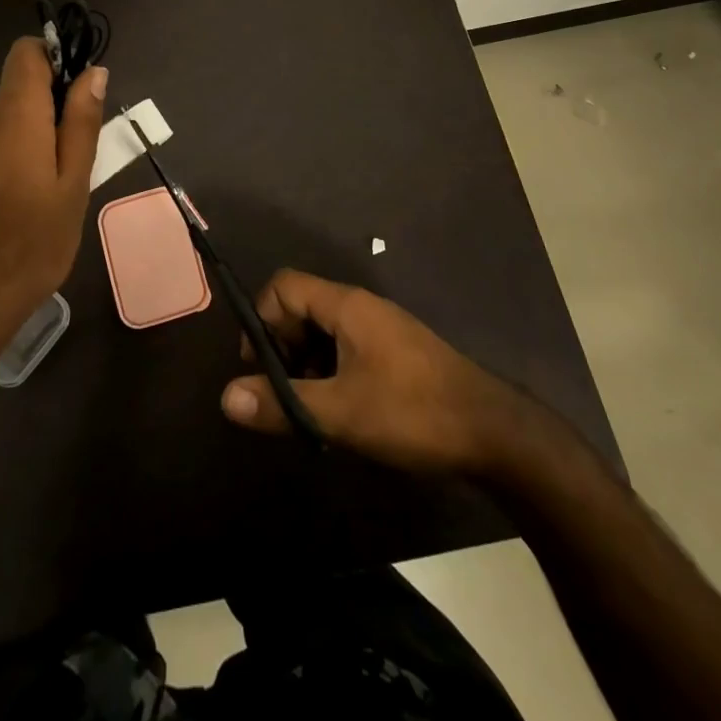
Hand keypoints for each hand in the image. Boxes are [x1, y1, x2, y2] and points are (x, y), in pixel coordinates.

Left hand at [0, 38, 105, 378]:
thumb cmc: (28, 246)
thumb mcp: (72, 186)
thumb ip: (81, 124)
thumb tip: (94, 71)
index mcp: (13, 114)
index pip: (27, 51)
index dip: (57, 58)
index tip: (82, 94)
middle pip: (22, 88)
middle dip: (55, 110)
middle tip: (80, 161)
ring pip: (10, 121)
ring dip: (38, 139)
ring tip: (57, 192)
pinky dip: (17, 159)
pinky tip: (27, 206)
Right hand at [221, 269, 528, 474]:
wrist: (494, 434)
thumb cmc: (413, 413)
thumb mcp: (341, 413)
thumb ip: (282, 404)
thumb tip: (226, 397)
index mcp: (346, 306)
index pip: (283, 287)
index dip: (262, 320)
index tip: (260, 367)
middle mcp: (361, 307)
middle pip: (300, 309)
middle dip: (282, 348)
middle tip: (283, 396)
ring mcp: (382, 330)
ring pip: (324, 334)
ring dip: (307, 366)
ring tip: (310, 411)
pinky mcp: (396, 354)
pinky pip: (347, 350)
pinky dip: (332, 374)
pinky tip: (340, 414)